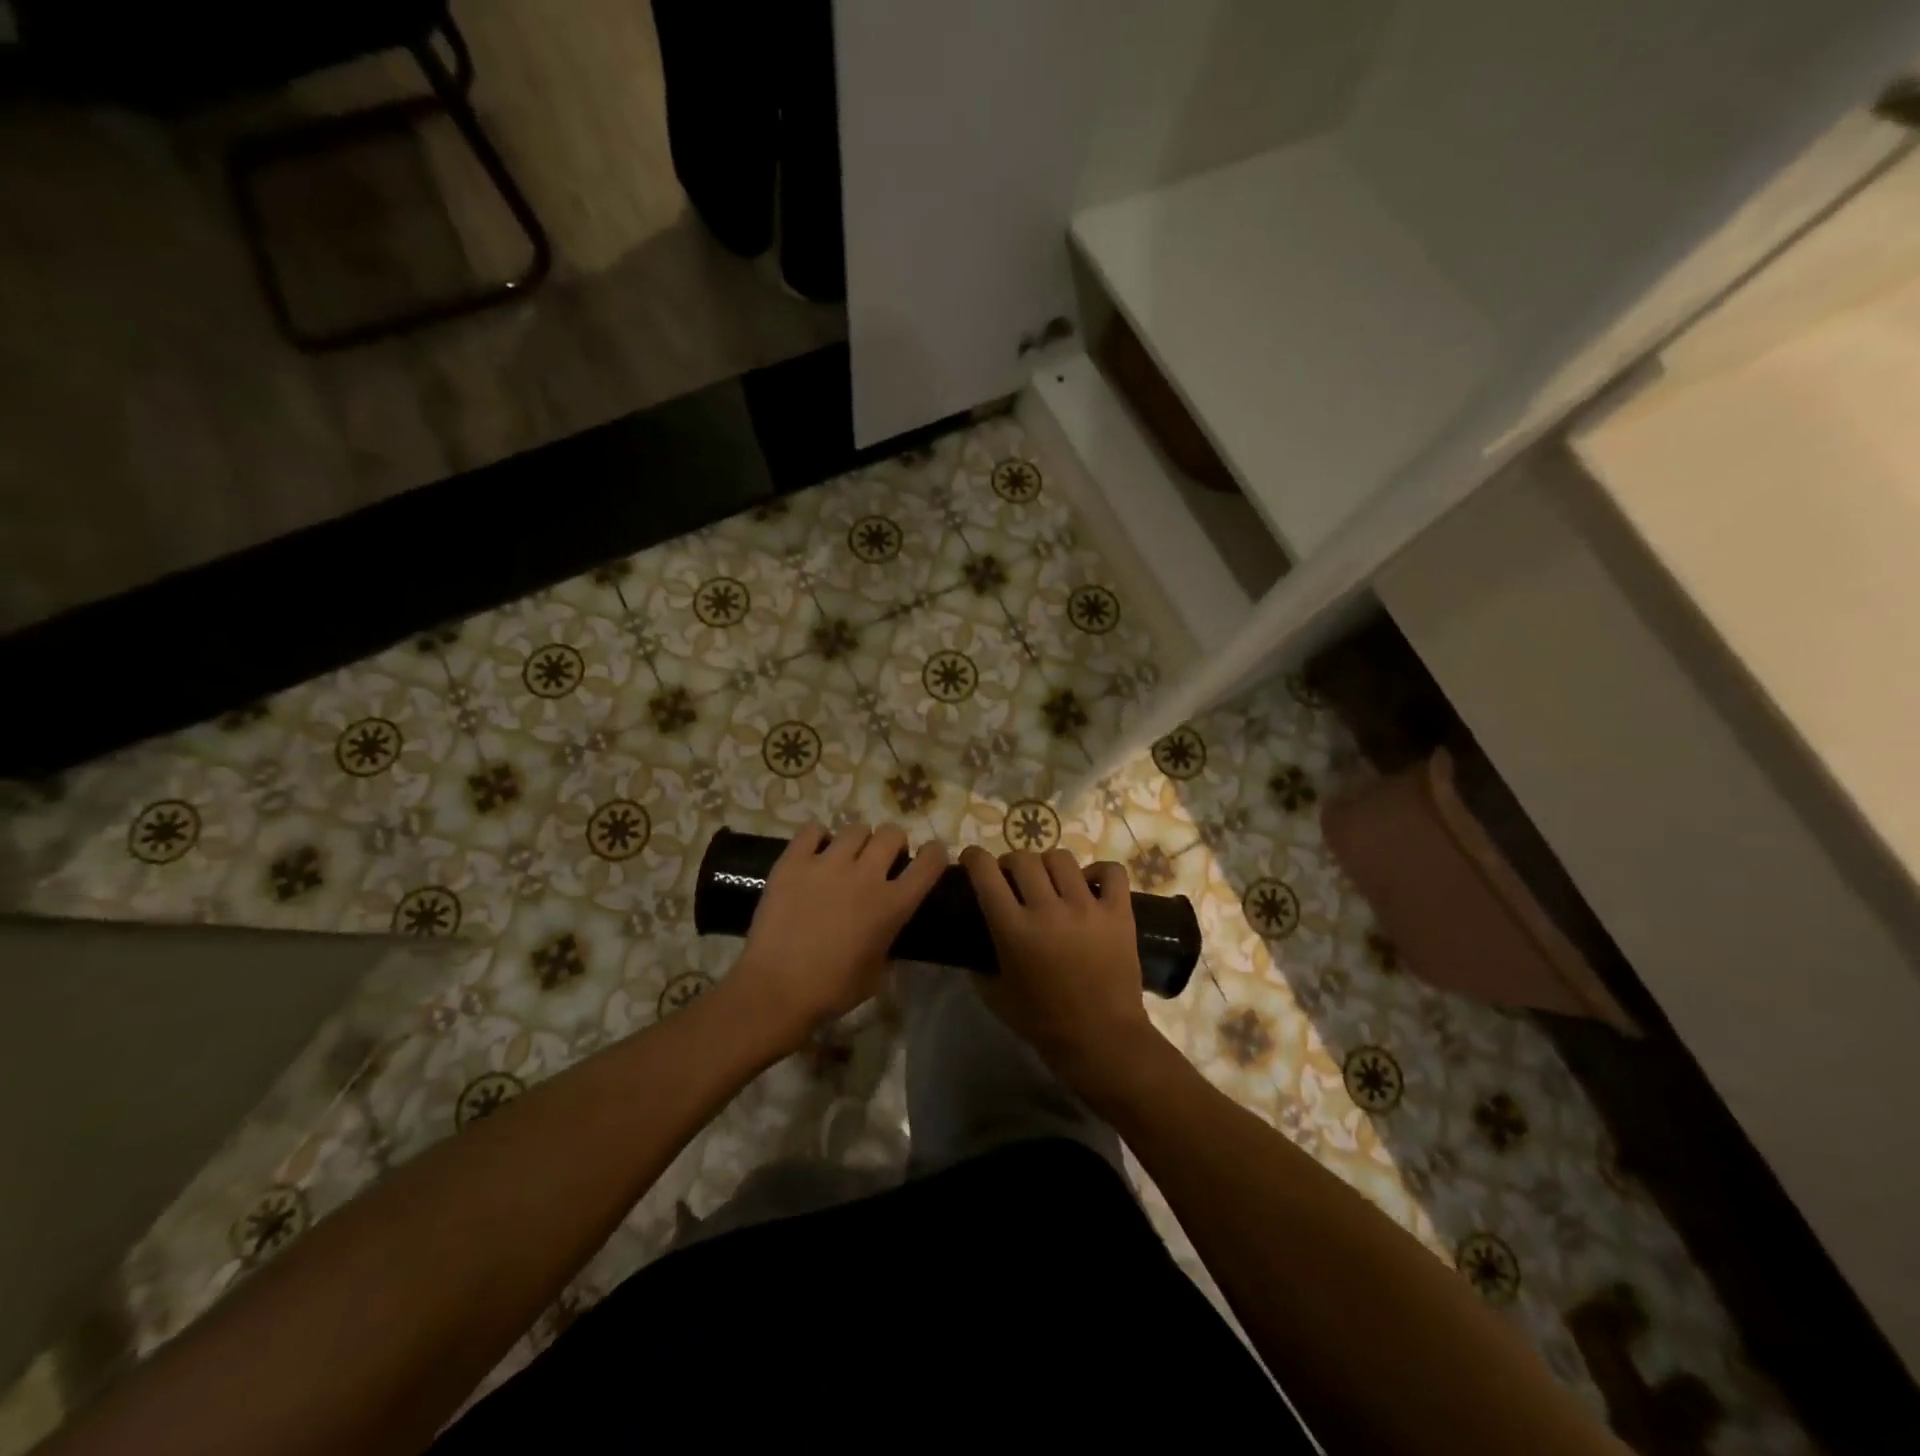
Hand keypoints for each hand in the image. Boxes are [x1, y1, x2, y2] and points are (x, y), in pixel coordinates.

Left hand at [728, 822, 946, 1048]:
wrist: (776, 990)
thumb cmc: (832, 990)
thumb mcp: (877, 973)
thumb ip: (888, 941)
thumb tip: (886, 928)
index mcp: (892, 904)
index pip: (929, 862)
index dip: (934, 854)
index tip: (930, 855)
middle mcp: (865, 875)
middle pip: (892, 834)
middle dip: (893, 843)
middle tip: (881, 859)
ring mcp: (827, 864)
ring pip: (855, 829)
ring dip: (858, 841)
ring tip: (846, 855)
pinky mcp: (793, 862)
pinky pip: (811, 830)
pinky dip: (817, 837)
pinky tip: (813, 852)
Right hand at [960, 845, 1159, 1095]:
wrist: (1102, 1040)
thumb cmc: (1044, 1022)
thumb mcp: (996, 995)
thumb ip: (979, 964)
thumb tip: (970, 944)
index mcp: (1014, 928)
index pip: (986, 873)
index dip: (974, 858)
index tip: (972, 860)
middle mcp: (1048, 908)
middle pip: (1023, 858)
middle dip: (1011, 863)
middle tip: (1012, 878)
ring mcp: (1087, 907)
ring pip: (1062, 858)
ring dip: (1049, 865)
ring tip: (1051, 881)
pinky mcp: (1119, 913)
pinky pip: (1111, 872)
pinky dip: (1099, 872)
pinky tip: (1091, 885)